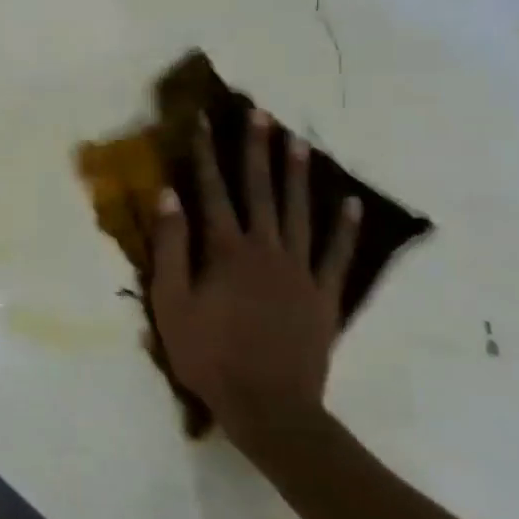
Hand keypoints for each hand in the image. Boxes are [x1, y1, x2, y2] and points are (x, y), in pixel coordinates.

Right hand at [149, 107, 361, 466]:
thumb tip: (168, 195)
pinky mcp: (324, 295)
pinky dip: (344, 227)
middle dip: (256, 150)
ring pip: (300, 212)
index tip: (203, 120)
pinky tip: (350, 202)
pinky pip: (337, 254)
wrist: (268, 405)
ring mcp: (301, 271)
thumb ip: (171, 247)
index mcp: (226, 251)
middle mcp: (266, 249)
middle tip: (259, 113)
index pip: (212, 191)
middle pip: (261, 191)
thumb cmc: (209, 355)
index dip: (206, 154)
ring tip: (298, 140)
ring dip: (297, 174)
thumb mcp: (171, 303)